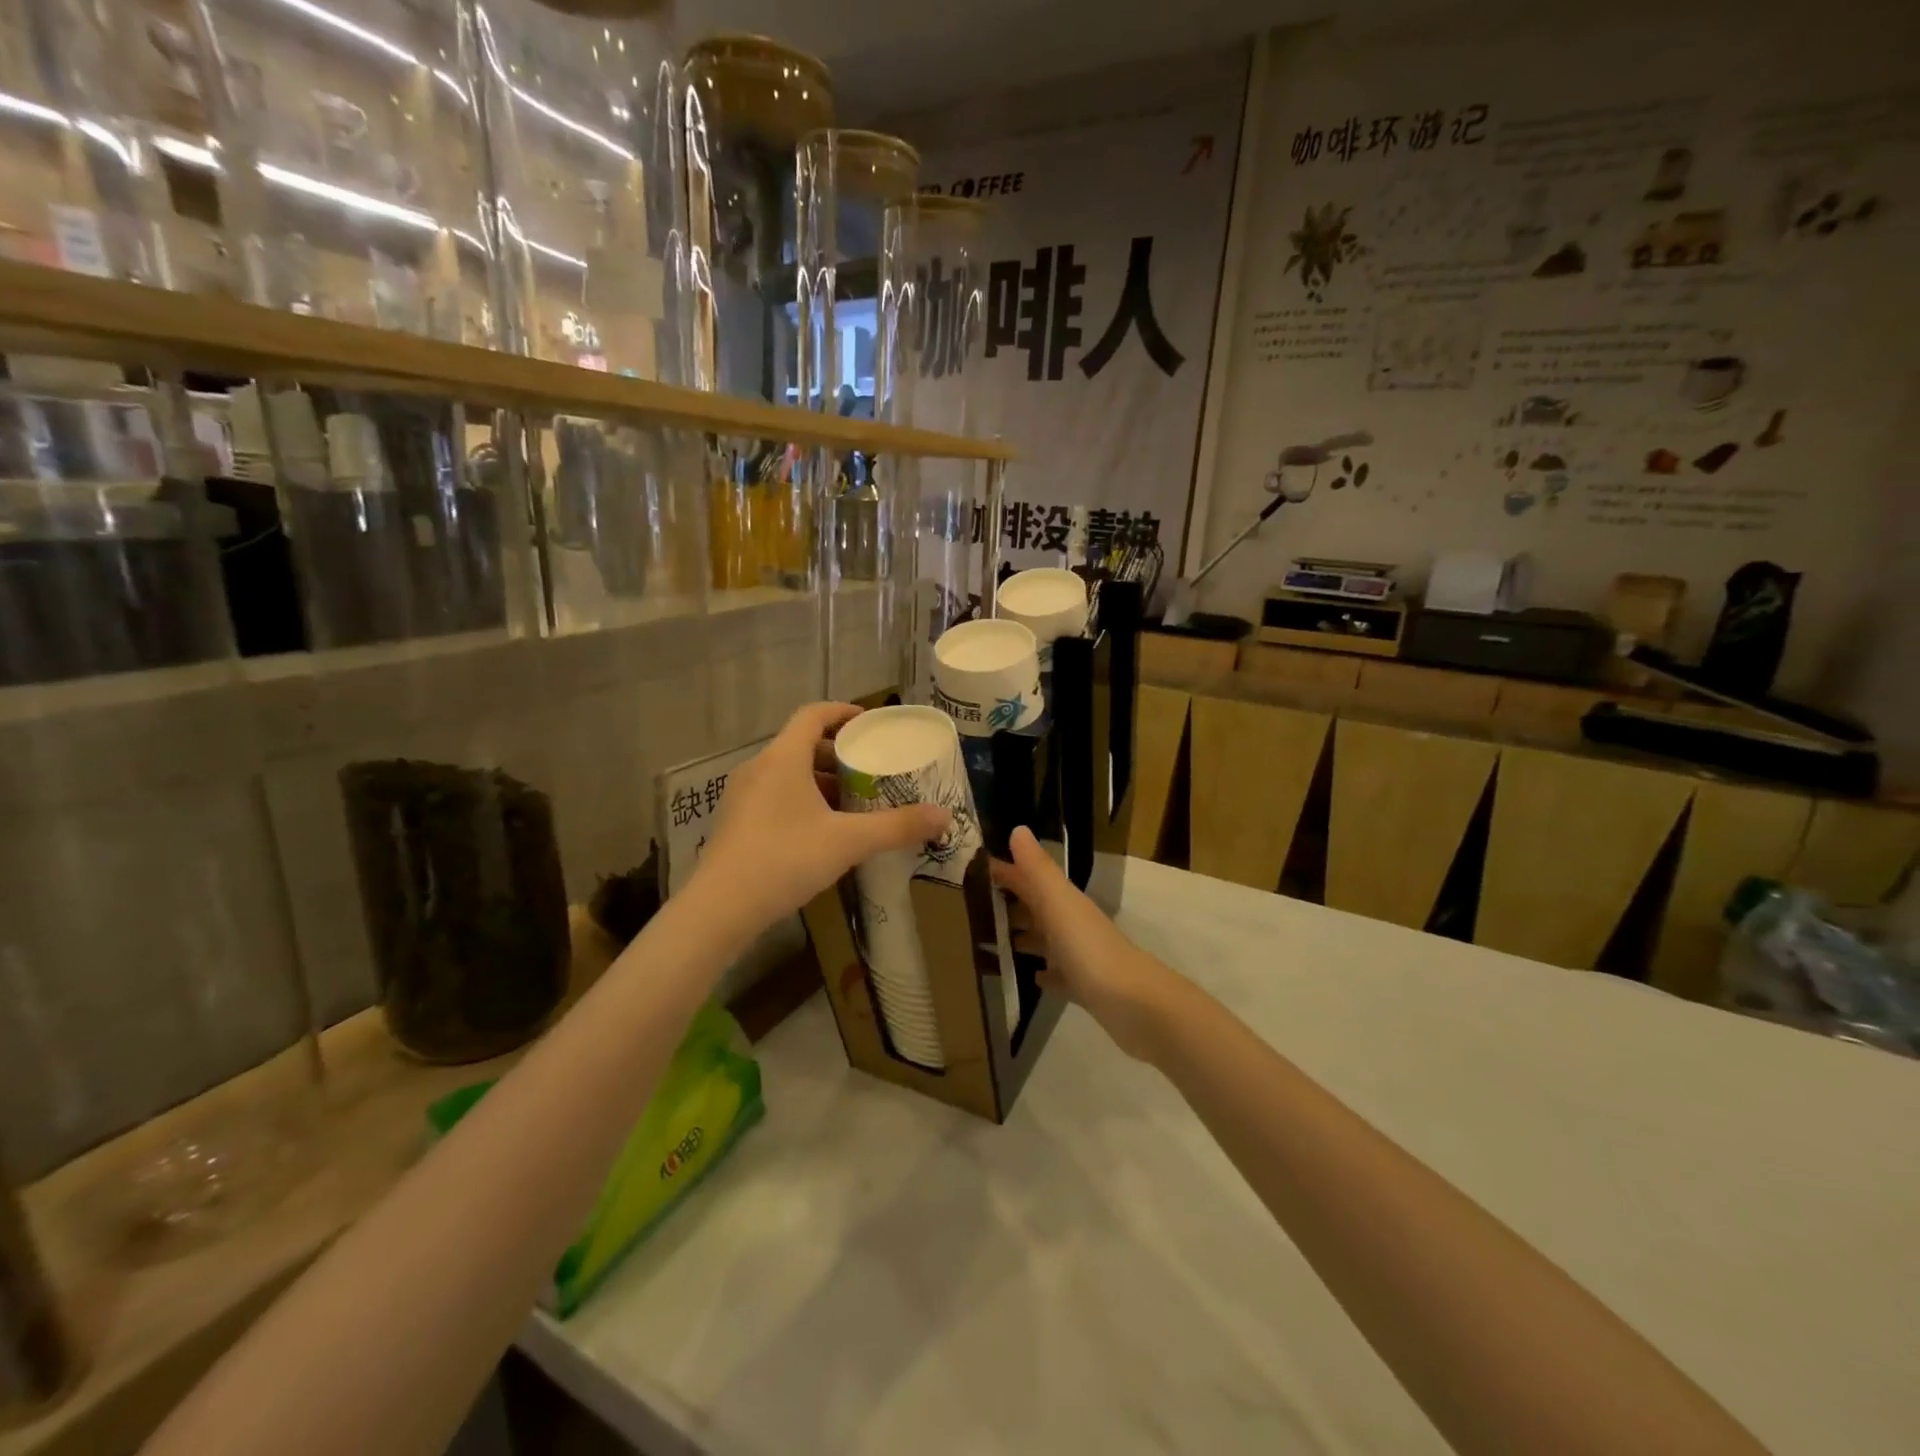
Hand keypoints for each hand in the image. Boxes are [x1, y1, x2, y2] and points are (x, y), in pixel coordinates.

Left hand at [692, 703, 949, 934]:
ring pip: (787, 773)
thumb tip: (944, 816)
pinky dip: (801, 799)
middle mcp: (759, 768)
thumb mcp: (848, 842)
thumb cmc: (785, 859)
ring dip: (820, 780)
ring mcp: (742, 795)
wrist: (720, 908)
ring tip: (852, 801)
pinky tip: (821, 830)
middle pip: (801, 744)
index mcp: (783, 758)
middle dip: (837, 753)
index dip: (843, 712)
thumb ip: (896, 827)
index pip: (813, 715)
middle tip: (869, 767)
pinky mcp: (735, 821)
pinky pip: (774, 794)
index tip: (870, 722)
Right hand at [991, 826, 1183, 1062]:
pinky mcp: (1084, 986)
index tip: (971, 867)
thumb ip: (1038, 869)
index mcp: (1063, 901)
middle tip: (971, 906)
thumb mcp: (1059, 903)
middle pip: (1036, 907)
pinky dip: (1044, 972)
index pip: (1028, 878)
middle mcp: (1071, 923)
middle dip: (1008, 903)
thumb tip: (1018, 828)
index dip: (1004, 870)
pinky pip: (1058, 974)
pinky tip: (1031, 976)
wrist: (1135, 1005)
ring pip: (1045, 939)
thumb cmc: (1090, 950)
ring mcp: (1079, 955)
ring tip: (989, 940)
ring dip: (1022, 936)